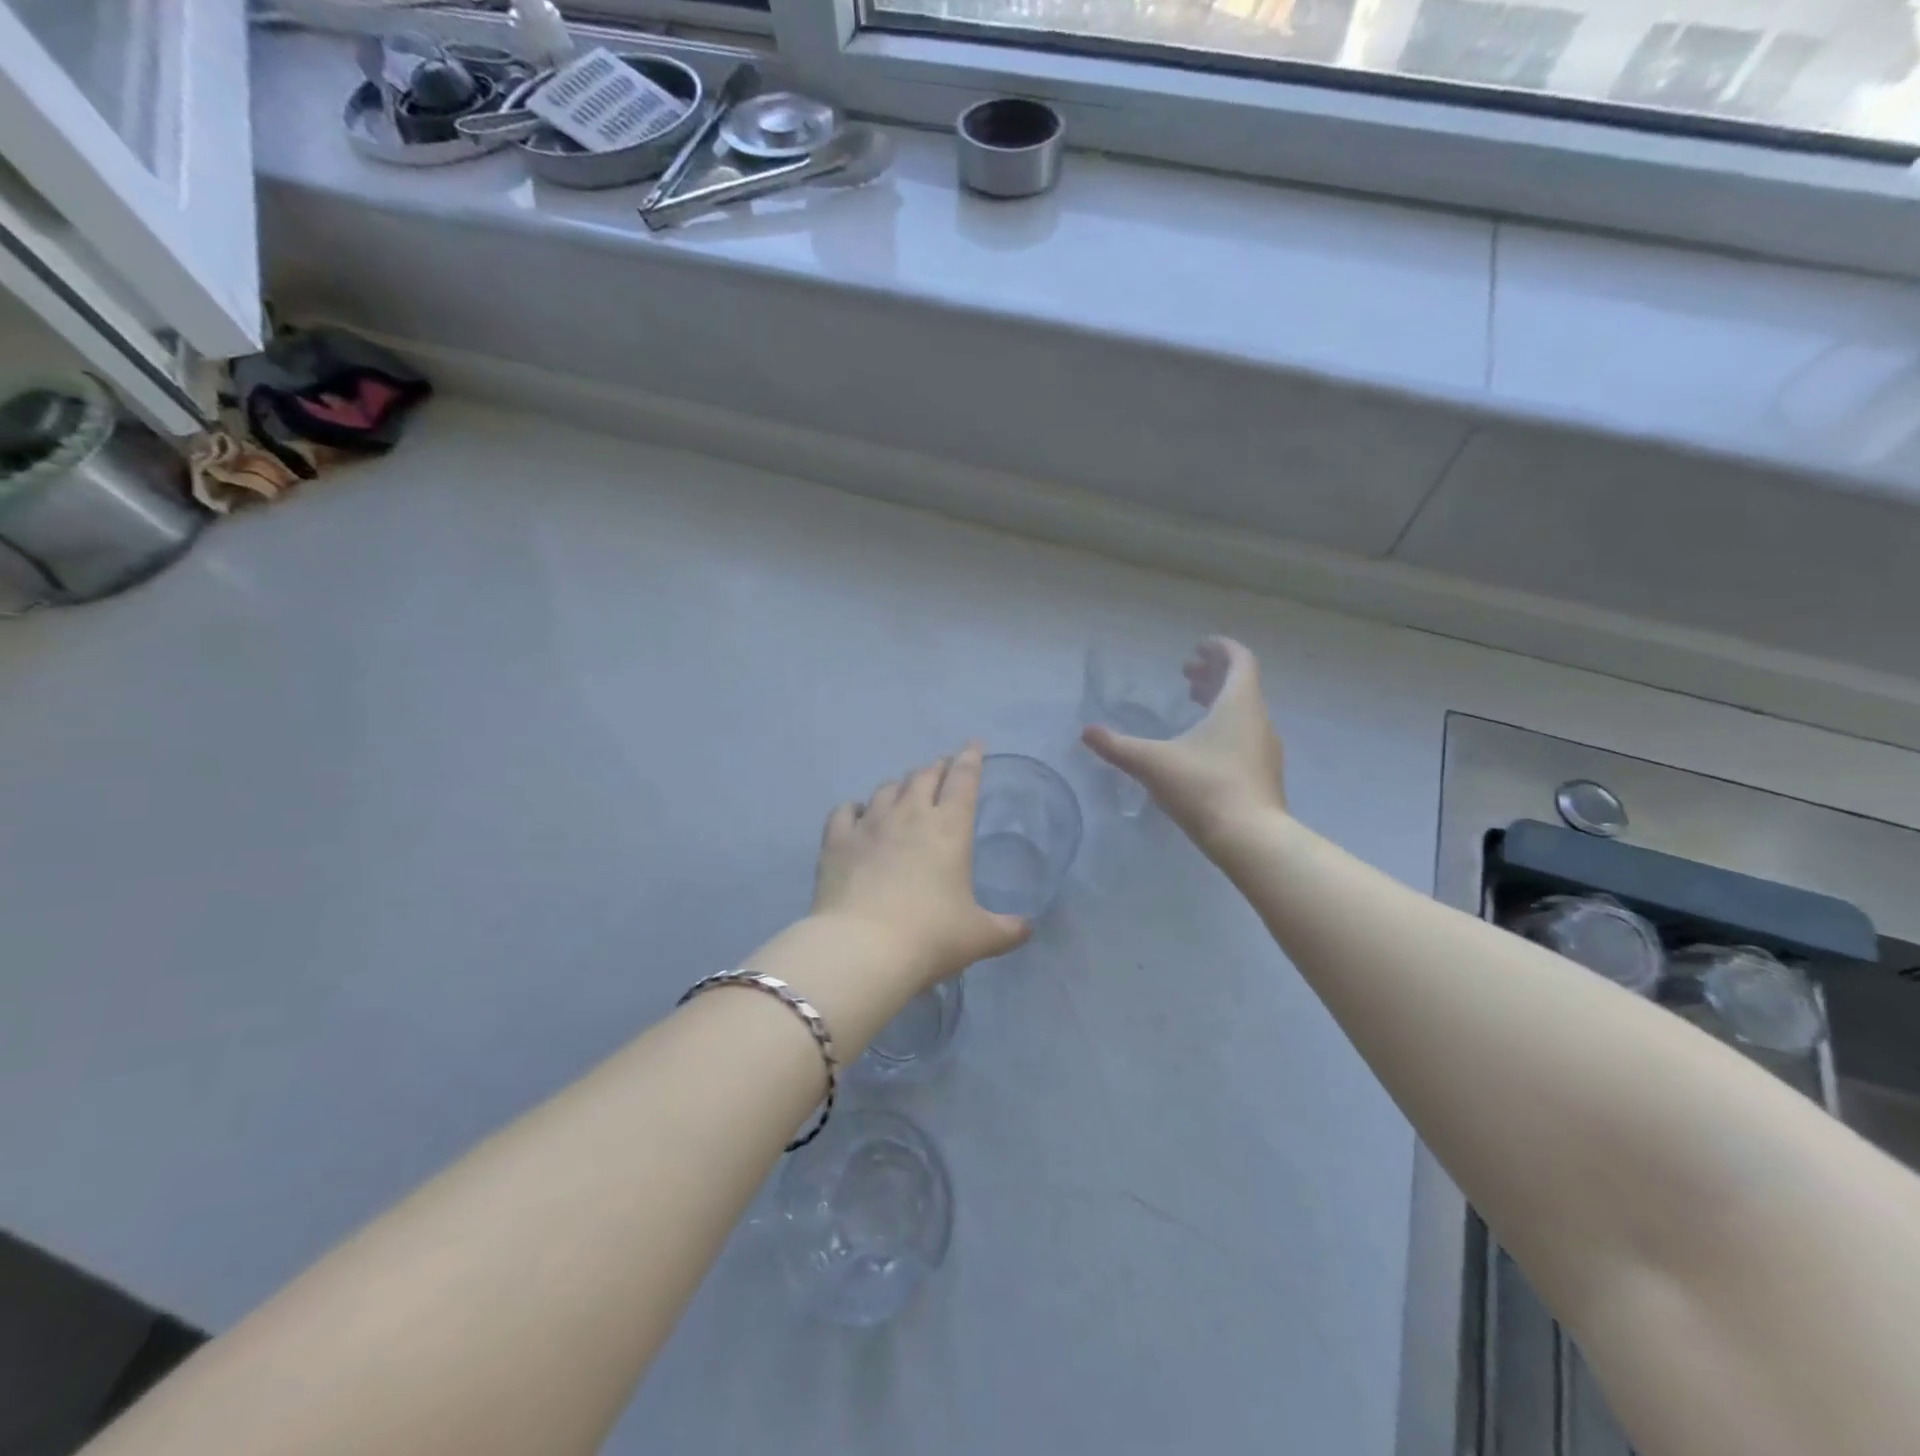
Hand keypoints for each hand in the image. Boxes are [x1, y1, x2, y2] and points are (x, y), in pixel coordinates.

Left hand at [812, 743, 1031, 991]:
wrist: (863, 949)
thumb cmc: (930, 937)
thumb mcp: (978, 937)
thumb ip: (1007, 930)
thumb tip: (1027, 927)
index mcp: (949, 828)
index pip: (964, 780)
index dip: (971, 759)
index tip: (973, 746)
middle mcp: (910, 815)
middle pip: (924, 777)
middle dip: (936, 768)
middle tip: (942, 769)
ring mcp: (870, 824)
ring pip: (887, 789)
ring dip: (900, 786)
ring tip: (904, 792)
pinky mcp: (837, 841)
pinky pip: (845, 811)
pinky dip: (855, 808)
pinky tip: (857, 813)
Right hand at [1081, 637, 1287, 844]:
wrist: (1250, 838)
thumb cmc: (1203, 787)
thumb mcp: (1152, 763)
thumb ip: (1117, 746)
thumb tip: (1086, 732)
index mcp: (1239, 704)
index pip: (1240, 660)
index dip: (1220, 648)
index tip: (1199, 647)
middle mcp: (1259, 720)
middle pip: (1242, 684)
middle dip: (1213, 675)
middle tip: (1186, 676)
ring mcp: (1266, 750)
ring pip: (1245, 712)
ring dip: (1220, 703)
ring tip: (1193, 707)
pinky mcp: (1265, 775)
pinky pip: (1247, 736)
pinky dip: (1227, 728)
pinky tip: (1203, 749)